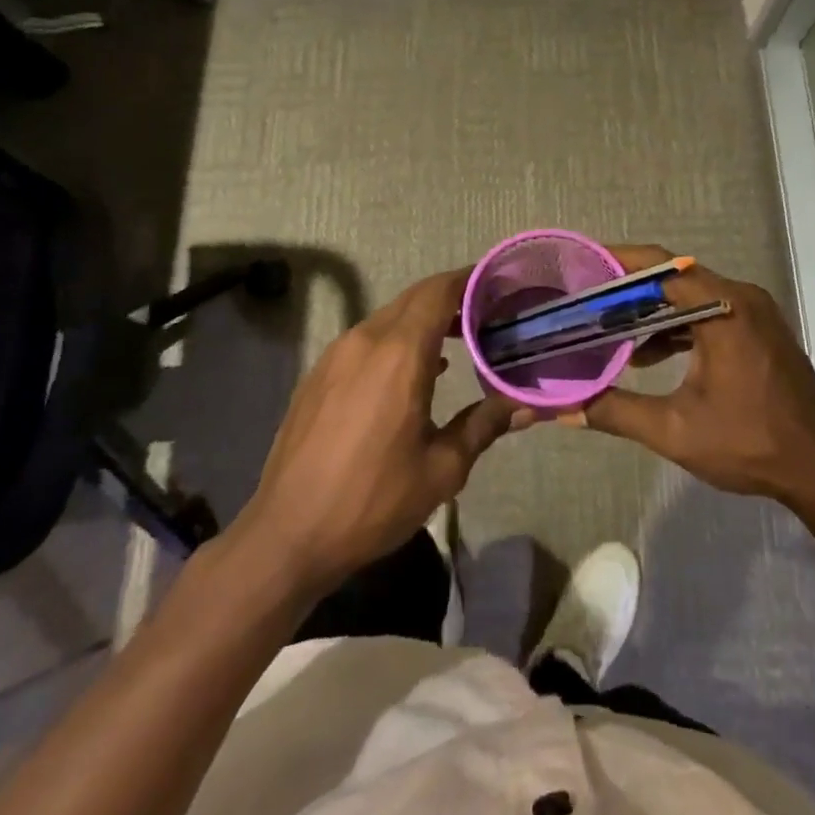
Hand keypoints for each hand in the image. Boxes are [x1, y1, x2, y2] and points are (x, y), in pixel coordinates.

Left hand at [237, 270, 516, 598]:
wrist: (286, 535)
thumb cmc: (372, 500)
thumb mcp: (442, 469)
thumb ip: (484, 425)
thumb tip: (527, 407)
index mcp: (399, 354)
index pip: (439, 292)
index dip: (469, 279)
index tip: (497, 281)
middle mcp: (365, 340)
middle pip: (414, 298)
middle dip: (451, 297)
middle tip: (487, 311)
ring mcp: (336, 355)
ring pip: (389, 317)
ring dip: (423, 319)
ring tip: (457, 340)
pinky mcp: (318, 374)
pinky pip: (366, 339)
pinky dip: (396, 339)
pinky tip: (413, 372)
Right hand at [582, 246, 814, 513]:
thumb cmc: (751, 443)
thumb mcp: (676, 430)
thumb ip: (617, 412)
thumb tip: (566, 409)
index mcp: (724, 308)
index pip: (662, 267)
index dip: (619, 262)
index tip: (583, 267)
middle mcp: (741, 298)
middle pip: (675, 278)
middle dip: (628, 289)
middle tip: (585, 300)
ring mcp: (754, 313)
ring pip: (692, 297)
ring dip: (652, 311)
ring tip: (608, 329)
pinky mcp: (760, 331)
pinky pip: (709, 313)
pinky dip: (677, 327)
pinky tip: (649, 357)